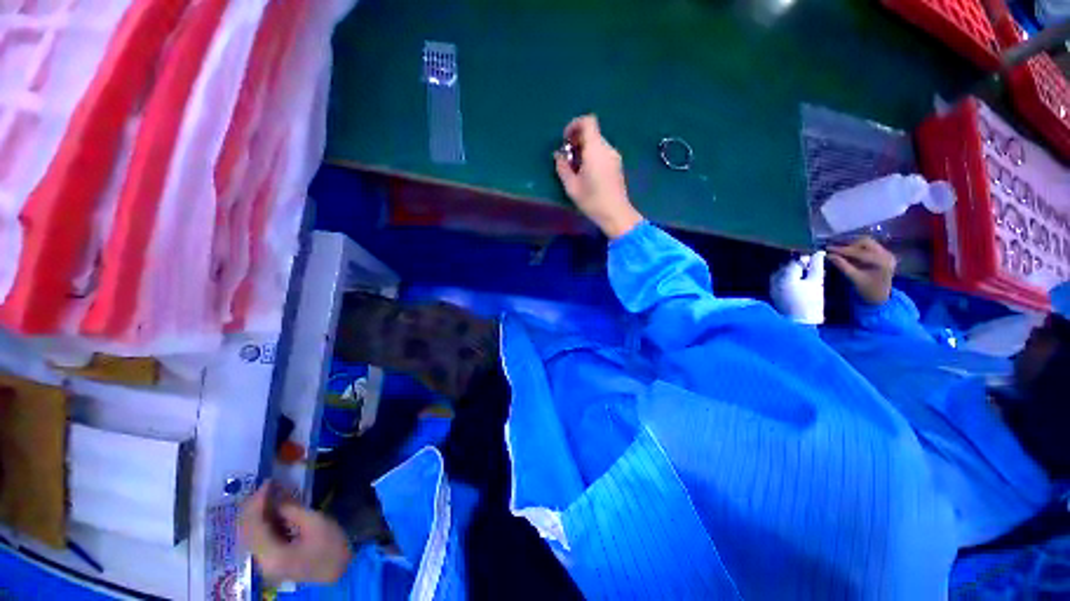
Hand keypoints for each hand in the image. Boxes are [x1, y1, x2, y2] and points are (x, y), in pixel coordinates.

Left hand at [239, 483, 351, 583]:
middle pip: (247, 531)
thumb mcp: (315, 523)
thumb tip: (277, 497)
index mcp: (272, 555)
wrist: (339, 570)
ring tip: (267, 494)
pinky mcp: (271, 559)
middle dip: (253, 507)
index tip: (267, 483)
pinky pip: (259, 538)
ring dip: (256, 513)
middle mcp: (261, 561)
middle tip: (266, 486)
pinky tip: (271, 510)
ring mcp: (265, 562)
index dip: (257, 502)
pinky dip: (262, 521)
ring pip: (250, 534)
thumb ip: (292, 510)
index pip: (254, 526)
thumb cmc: (331, 546)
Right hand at [554, 115, 642, 238]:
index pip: (588, 122)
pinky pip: (602, 153)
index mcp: (595, 149)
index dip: (574, 125)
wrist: (616, 214)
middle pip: (592, 133)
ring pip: (597, 143)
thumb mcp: (571, 186)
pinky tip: (586, 173)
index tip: (565, 140)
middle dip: (577, 140)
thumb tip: (558, 155)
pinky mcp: (617, 165)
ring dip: (584, 149)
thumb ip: (563, 167)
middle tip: (567, 157)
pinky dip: (592, 156)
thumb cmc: (592, 200)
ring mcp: (614, 156)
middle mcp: (607, 148)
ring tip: (575, 168)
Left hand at [770, 252, 826, 324]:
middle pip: (786, 267)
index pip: (794, 261)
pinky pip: (779, 281)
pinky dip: (788, 280)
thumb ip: (816, 267)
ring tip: (807, 277)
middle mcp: (775, 280)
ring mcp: (772, 287)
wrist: (800, 322)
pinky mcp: (773, 294)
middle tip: (812, 269)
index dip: (805, 260)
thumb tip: (819, 253)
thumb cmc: (810, 303)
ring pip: (781, 274)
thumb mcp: (816, 283)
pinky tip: (798, 284)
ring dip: (793, 272)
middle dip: (799, 266)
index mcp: (785, 276)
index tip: (815, 261)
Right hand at [829, 237, 896, 304]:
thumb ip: (842, 265)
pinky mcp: (884, 254)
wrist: (881, 297)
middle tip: (835, 250)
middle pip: (865, 242)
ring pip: (867, 242)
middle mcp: (886, 254)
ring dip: (853, 245)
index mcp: (881, 262)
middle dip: (849, 245)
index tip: (828, 248)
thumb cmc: (868, 290)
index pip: (859, 252)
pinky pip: (870, 246)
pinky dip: (858, 248)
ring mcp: (886, 253)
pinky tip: (849, 252)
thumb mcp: (854, 278)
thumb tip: (829, 255)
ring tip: (841, 250)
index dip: (842, 250)